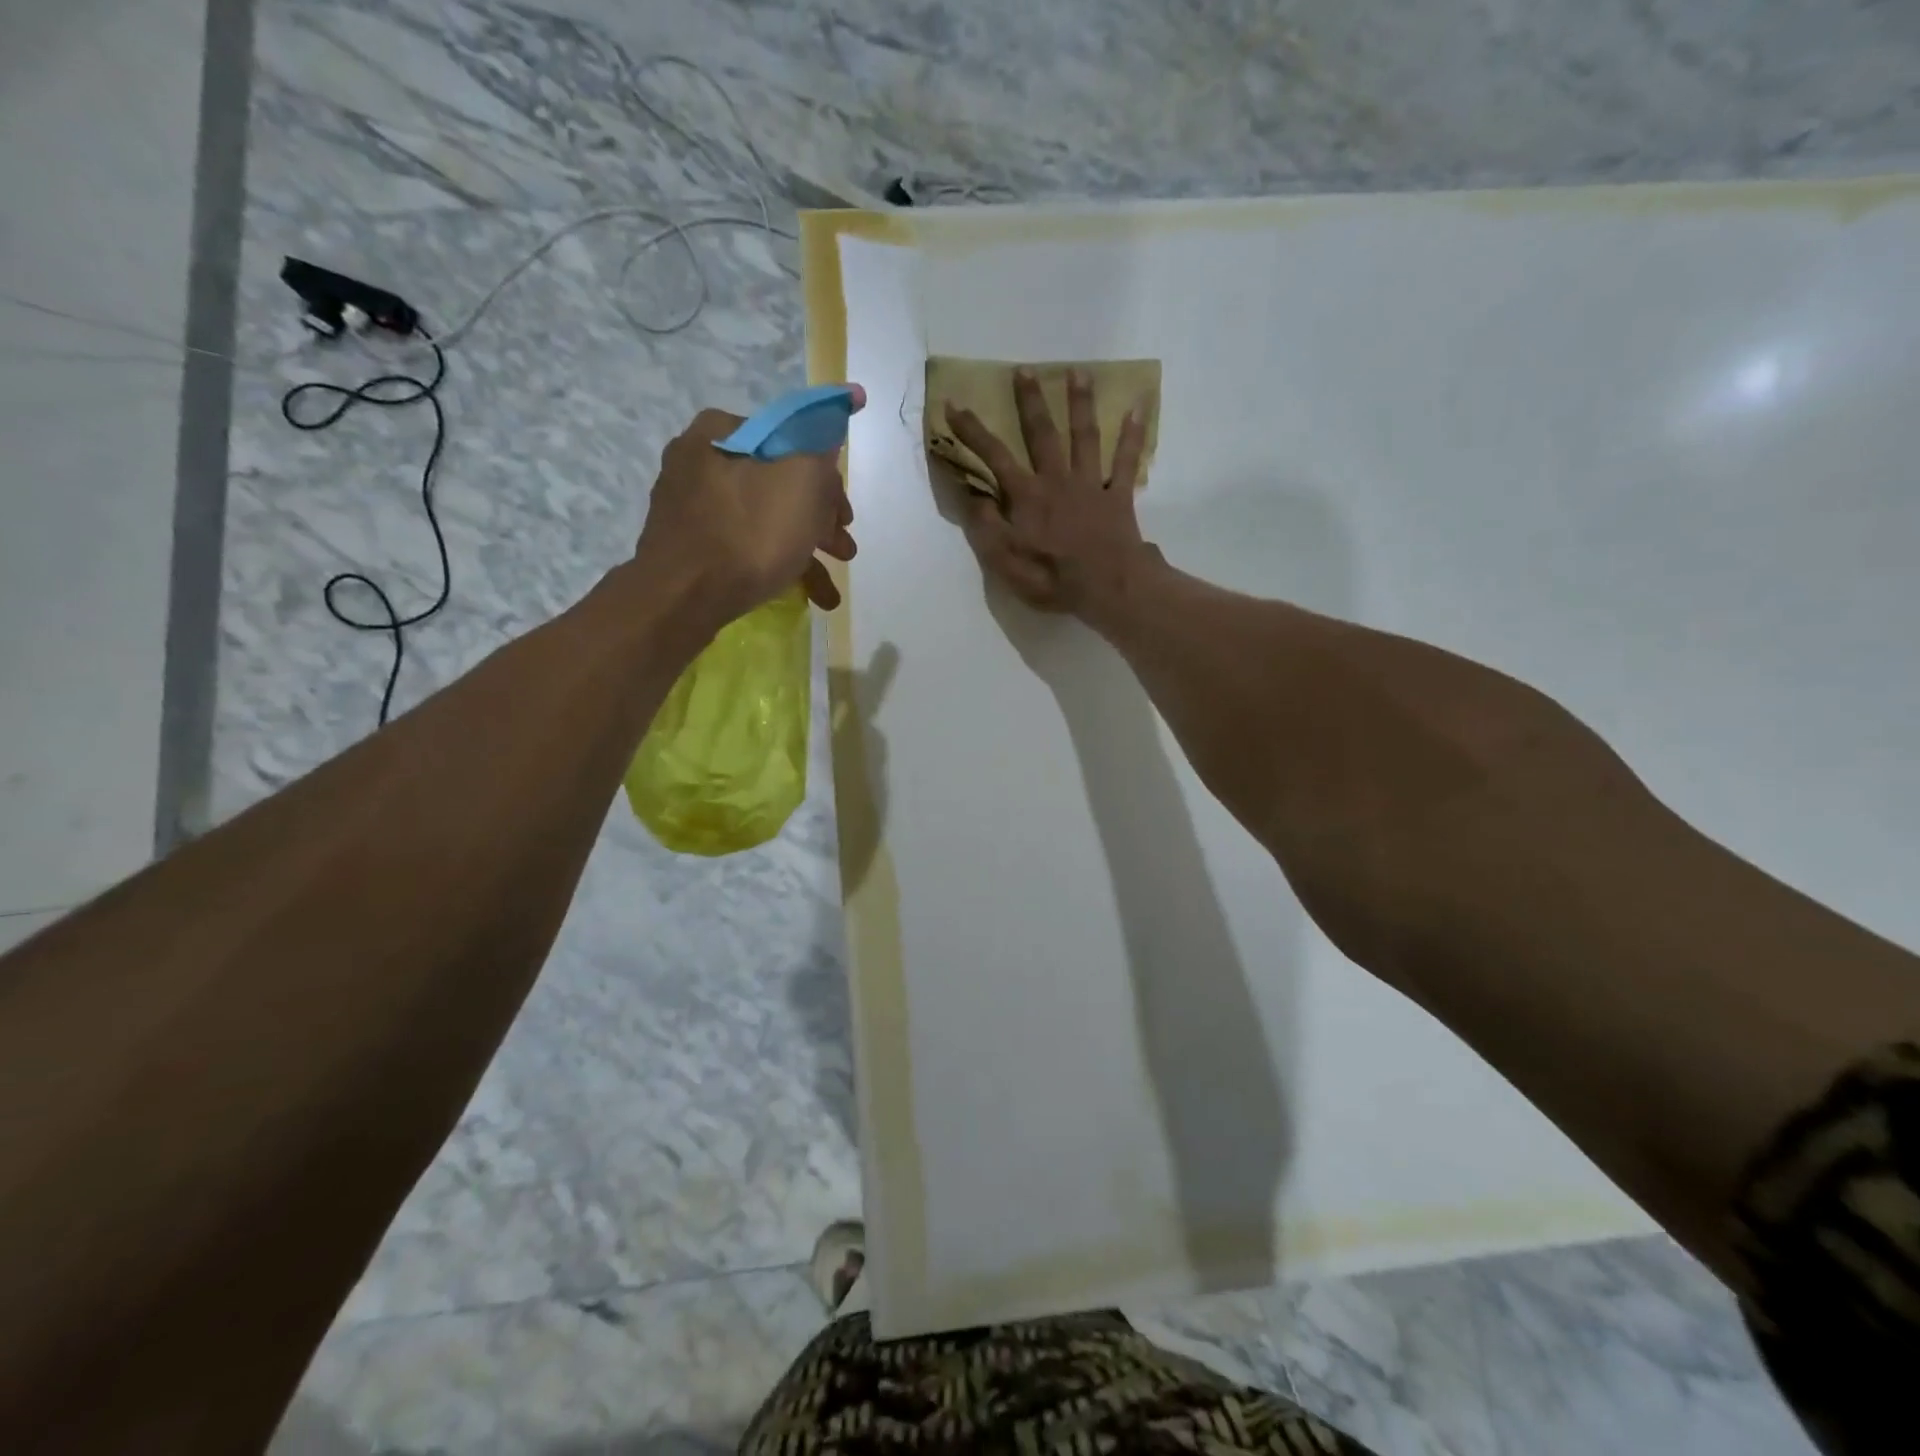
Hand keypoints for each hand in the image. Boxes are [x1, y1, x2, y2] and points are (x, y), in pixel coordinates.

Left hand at [637, 389, 863, 623]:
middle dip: (819, 521)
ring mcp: (690, 507)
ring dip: (805, 549)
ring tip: (830, 588)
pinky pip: (743, 547)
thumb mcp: (803, 479)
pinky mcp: (689, 546)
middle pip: (779, 484)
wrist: (682, 598)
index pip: (790, 440)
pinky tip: (807, 595)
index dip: (827, 477)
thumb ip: (821, 448)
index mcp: (721, 431)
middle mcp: (699, 461)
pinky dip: (776, 565)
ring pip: (764, 520)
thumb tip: (829, 427)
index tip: (844, 514)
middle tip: (843, 549)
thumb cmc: (749, 532)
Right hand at [945, 369, 1158, 625]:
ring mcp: (1091, 485)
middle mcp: (1057, 480)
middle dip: (1031, 402)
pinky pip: (1126, 462)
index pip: (994, 456)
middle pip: (1042, 434)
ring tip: (1079, 372)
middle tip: (1025, 370)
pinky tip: (1136, 410)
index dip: (972, 431)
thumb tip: (969, 492)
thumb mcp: (1004, 560)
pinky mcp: (1118, 497)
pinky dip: (1132, 436)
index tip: (954, 403)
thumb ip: (985, 524)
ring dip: (1080, 404)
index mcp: (1027, 496)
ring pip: (1084, 437)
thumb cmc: (1051, 578)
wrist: (1107, 587)